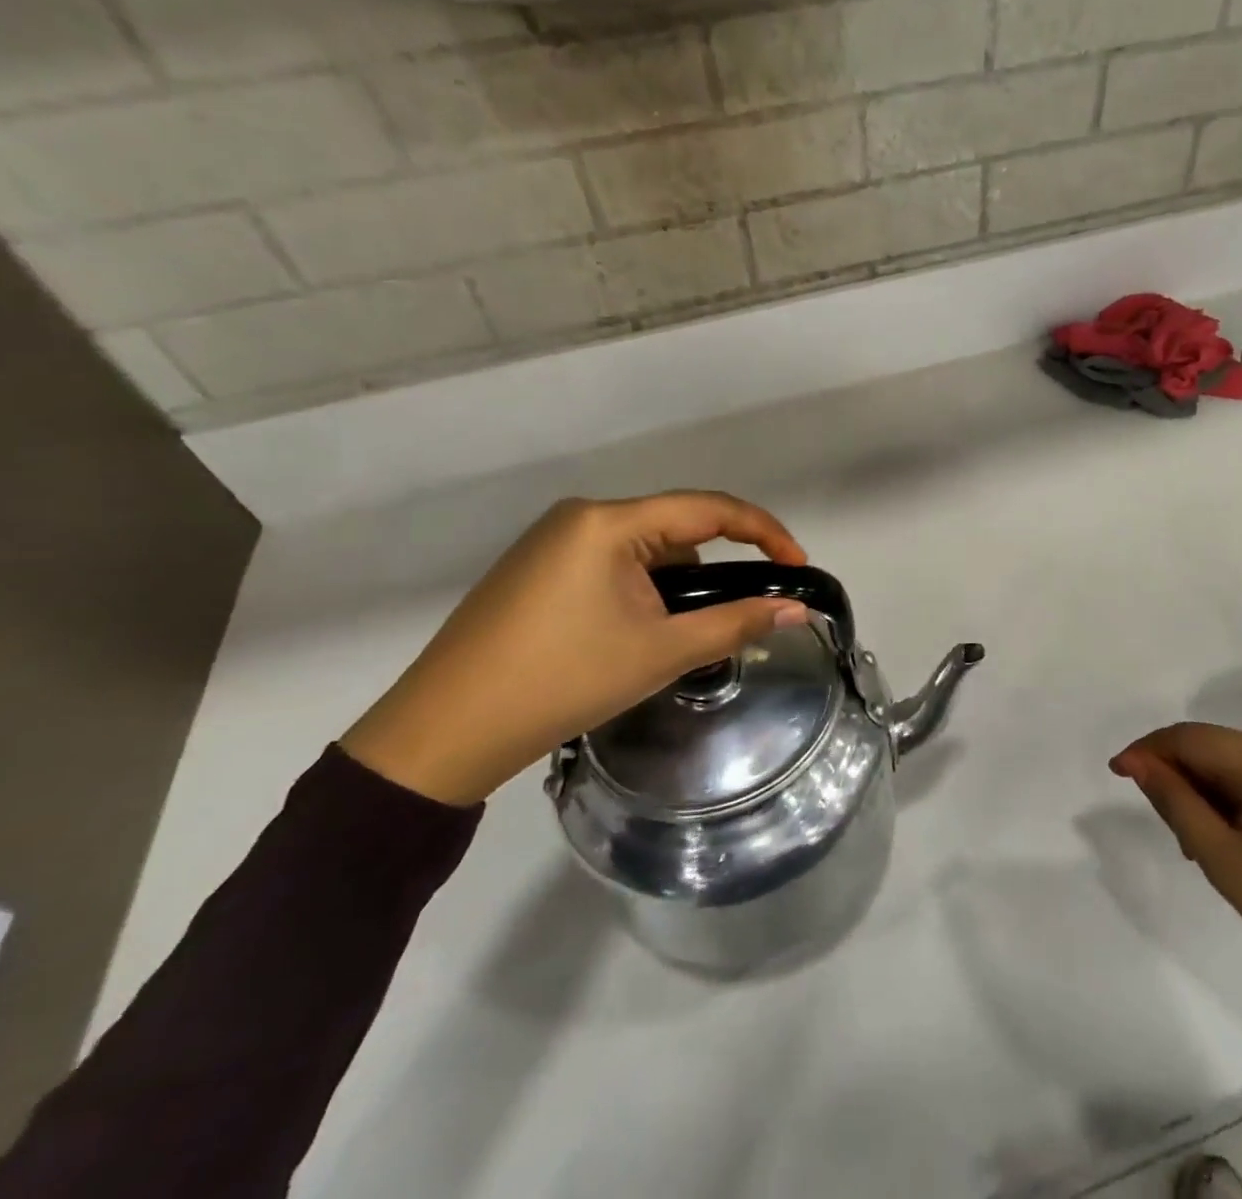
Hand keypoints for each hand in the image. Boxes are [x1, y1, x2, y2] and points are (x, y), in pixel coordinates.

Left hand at [342, 492, 808, 806]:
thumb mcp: (660, 653)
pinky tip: (628, 634)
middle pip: (675, 528)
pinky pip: (609, 563)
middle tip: (730, 619)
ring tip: (668, 640)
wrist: (444, 732)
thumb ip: (735, 623)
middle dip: (712, 569)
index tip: (797, 567)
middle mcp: (580, 516)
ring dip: (672, 584)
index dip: (764, 533)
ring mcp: (551, 540)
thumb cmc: (562, 682)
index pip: (709, 509)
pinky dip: (638, 589)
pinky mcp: (534, 568)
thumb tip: (797, 609)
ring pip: (642, 549)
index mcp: (610, 522)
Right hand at [1111, 724, 1241, 1054]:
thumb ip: (1175, 801)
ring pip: (1236, 763)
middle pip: (1214, 747)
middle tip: (1166, 826)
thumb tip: (1136, 762)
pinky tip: (1233, 838)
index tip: (1116, 773)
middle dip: (1179, 775)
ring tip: (1198, 842)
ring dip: (1206, 790)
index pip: (1191, 738)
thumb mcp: (1223, 858)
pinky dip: (1235, 798)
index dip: (1149, 750)